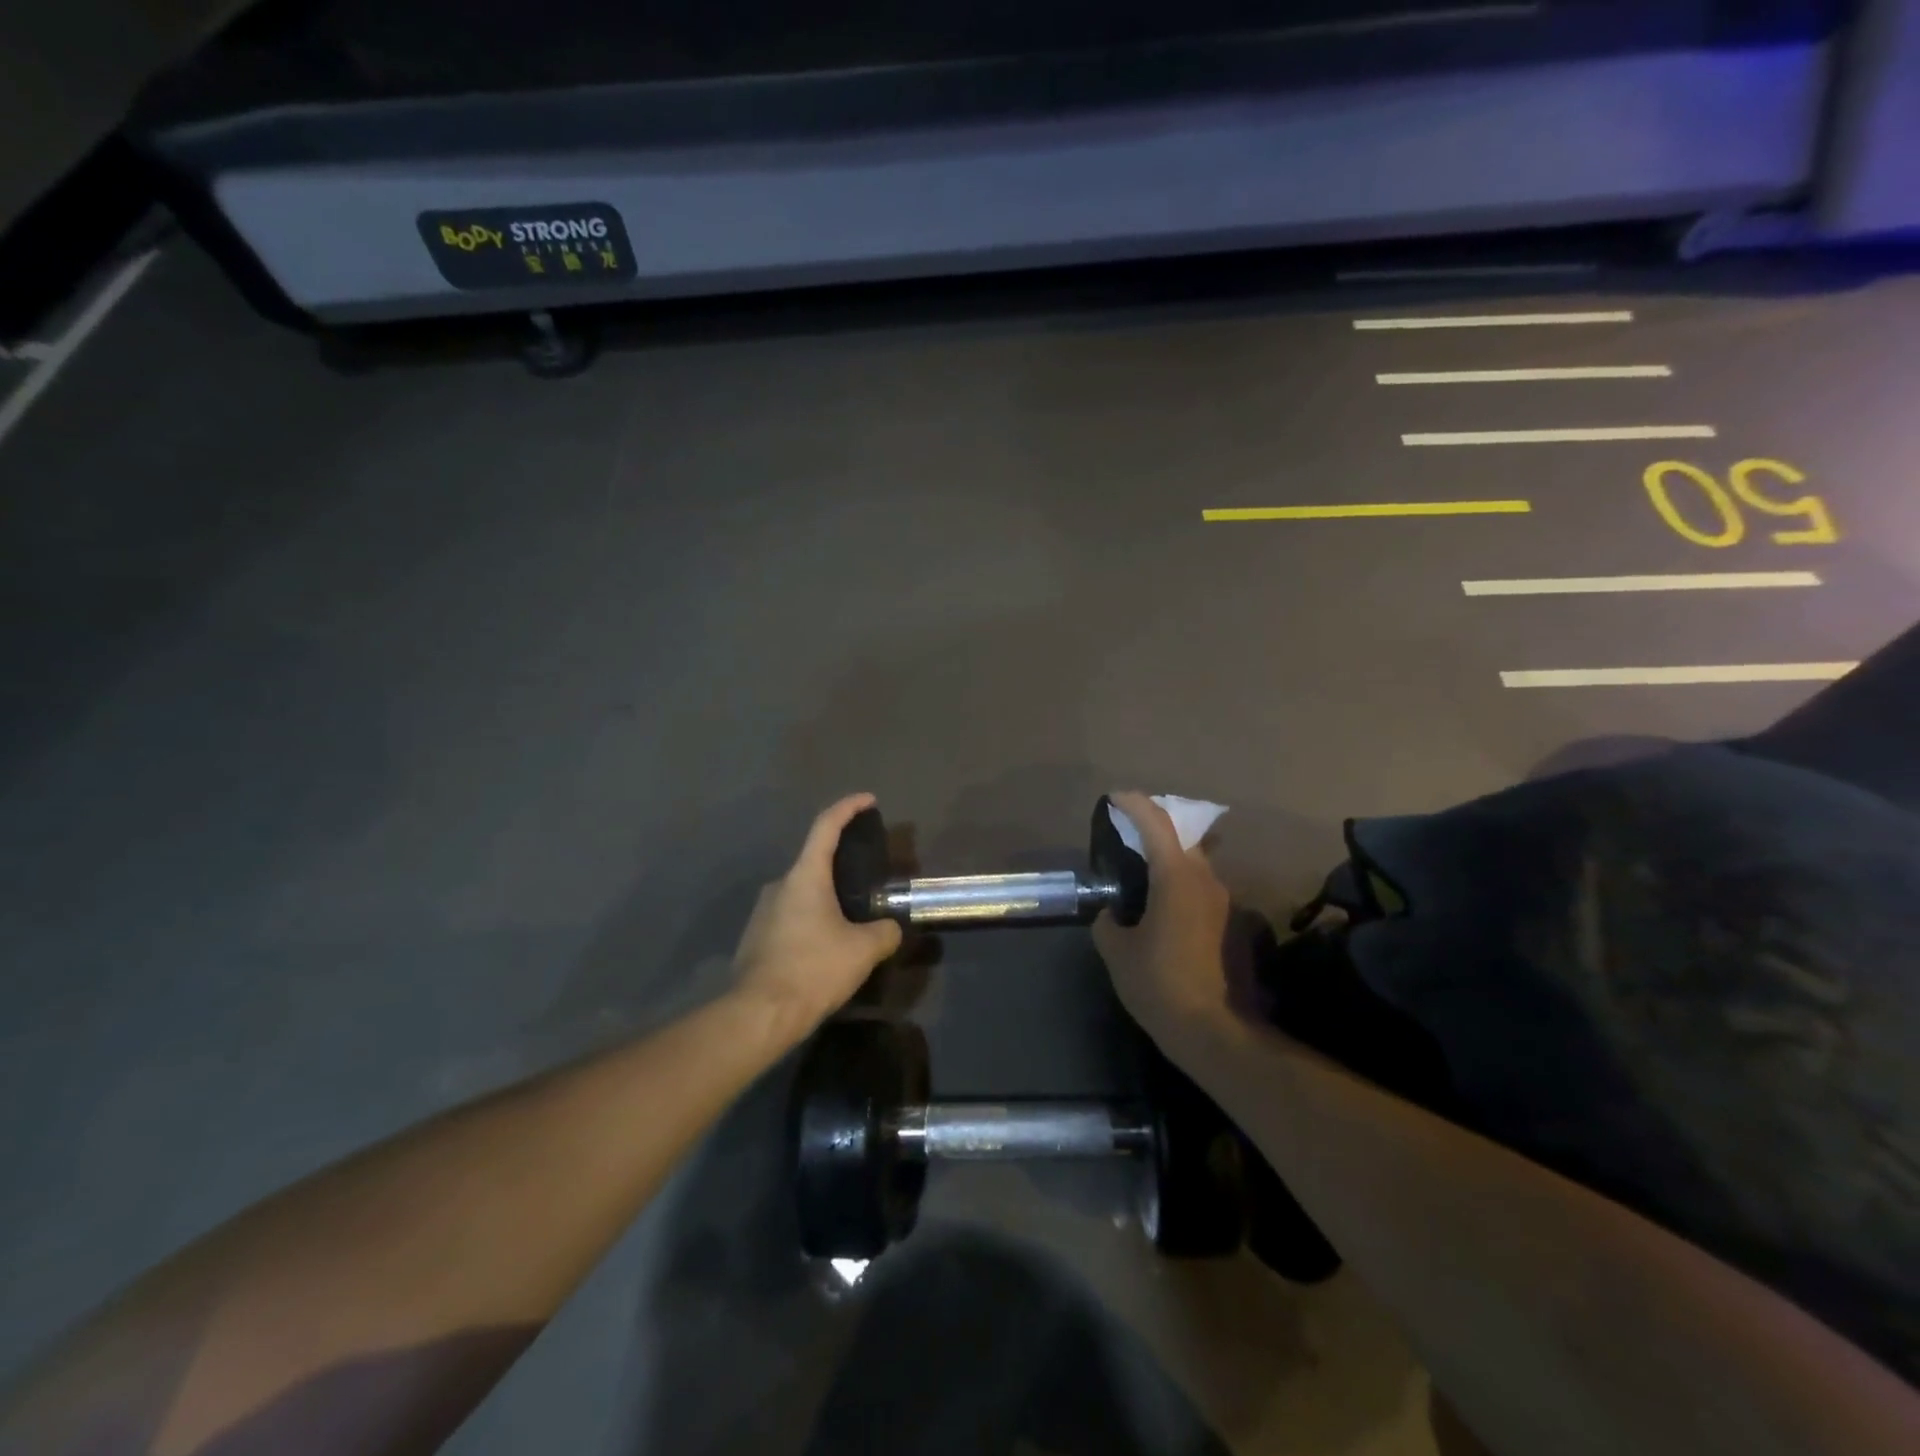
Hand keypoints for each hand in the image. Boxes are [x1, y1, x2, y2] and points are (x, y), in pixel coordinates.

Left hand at [732, 794, 903, 1042]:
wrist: (759, 1014)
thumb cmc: (813, 969)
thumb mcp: (863, 950)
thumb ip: (885, 932)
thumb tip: (891, 928)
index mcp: (805, 876)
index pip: (826, 826)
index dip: (848, 808)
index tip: (868, 800)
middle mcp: (780, 885)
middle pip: (815, 861)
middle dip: (842, 865)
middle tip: (868, 879)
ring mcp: (763, 911)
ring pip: (803, 893)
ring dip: (827, 899)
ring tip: (851, 922)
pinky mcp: (756, 936)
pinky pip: (791, 917)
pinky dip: (811, 921)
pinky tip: (826, 948)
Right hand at [1092, 792, 1232, 1041]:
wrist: (1217, 1032)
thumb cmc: (1160, 984)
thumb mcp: (1118, 953)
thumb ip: (1109, 924)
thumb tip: (1111, 915)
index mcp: (1176, 877)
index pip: (1157, 823)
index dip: (1134, 805)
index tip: (1116, 798)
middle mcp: (1207, 879)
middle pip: (1183, 836)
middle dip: (1157, 827)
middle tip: (1130, 834)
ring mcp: (1225, 902)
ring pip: (1197, 863)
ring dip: (1171, 858)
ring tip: (1144, 875)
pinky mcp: (1233, 924)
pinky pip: (1203, 889)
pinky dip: (1182, 885)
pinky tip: (1165, 911)